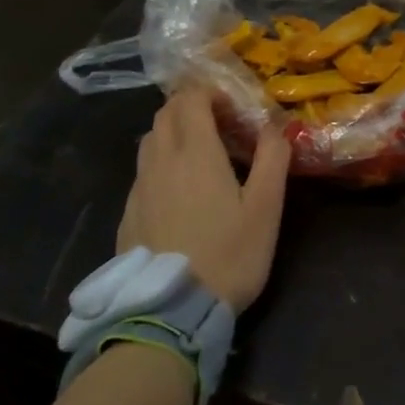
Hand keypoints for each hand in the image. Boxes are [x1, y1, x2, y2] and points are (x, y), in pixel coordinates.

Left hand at [118, 86, 291, 311]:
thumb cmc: (228, 254)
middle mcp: (161, 161)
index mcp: (195, 153)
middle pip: (166, 113)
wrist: (171, 312)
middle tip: (219, 123)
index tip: (233, 107)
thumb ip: (273, 159)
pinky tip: (178, 190)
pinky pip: (142, 171)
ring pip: (150, 140)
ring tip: (199, 152)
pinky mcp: (128, 214)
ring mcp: (139, 188)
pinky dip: (160, 162)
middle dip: (190, 106)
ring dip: (173, 132)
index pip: (191, 99)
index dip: (210, 92)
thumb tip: (276, 126)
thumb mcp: (265, 208)